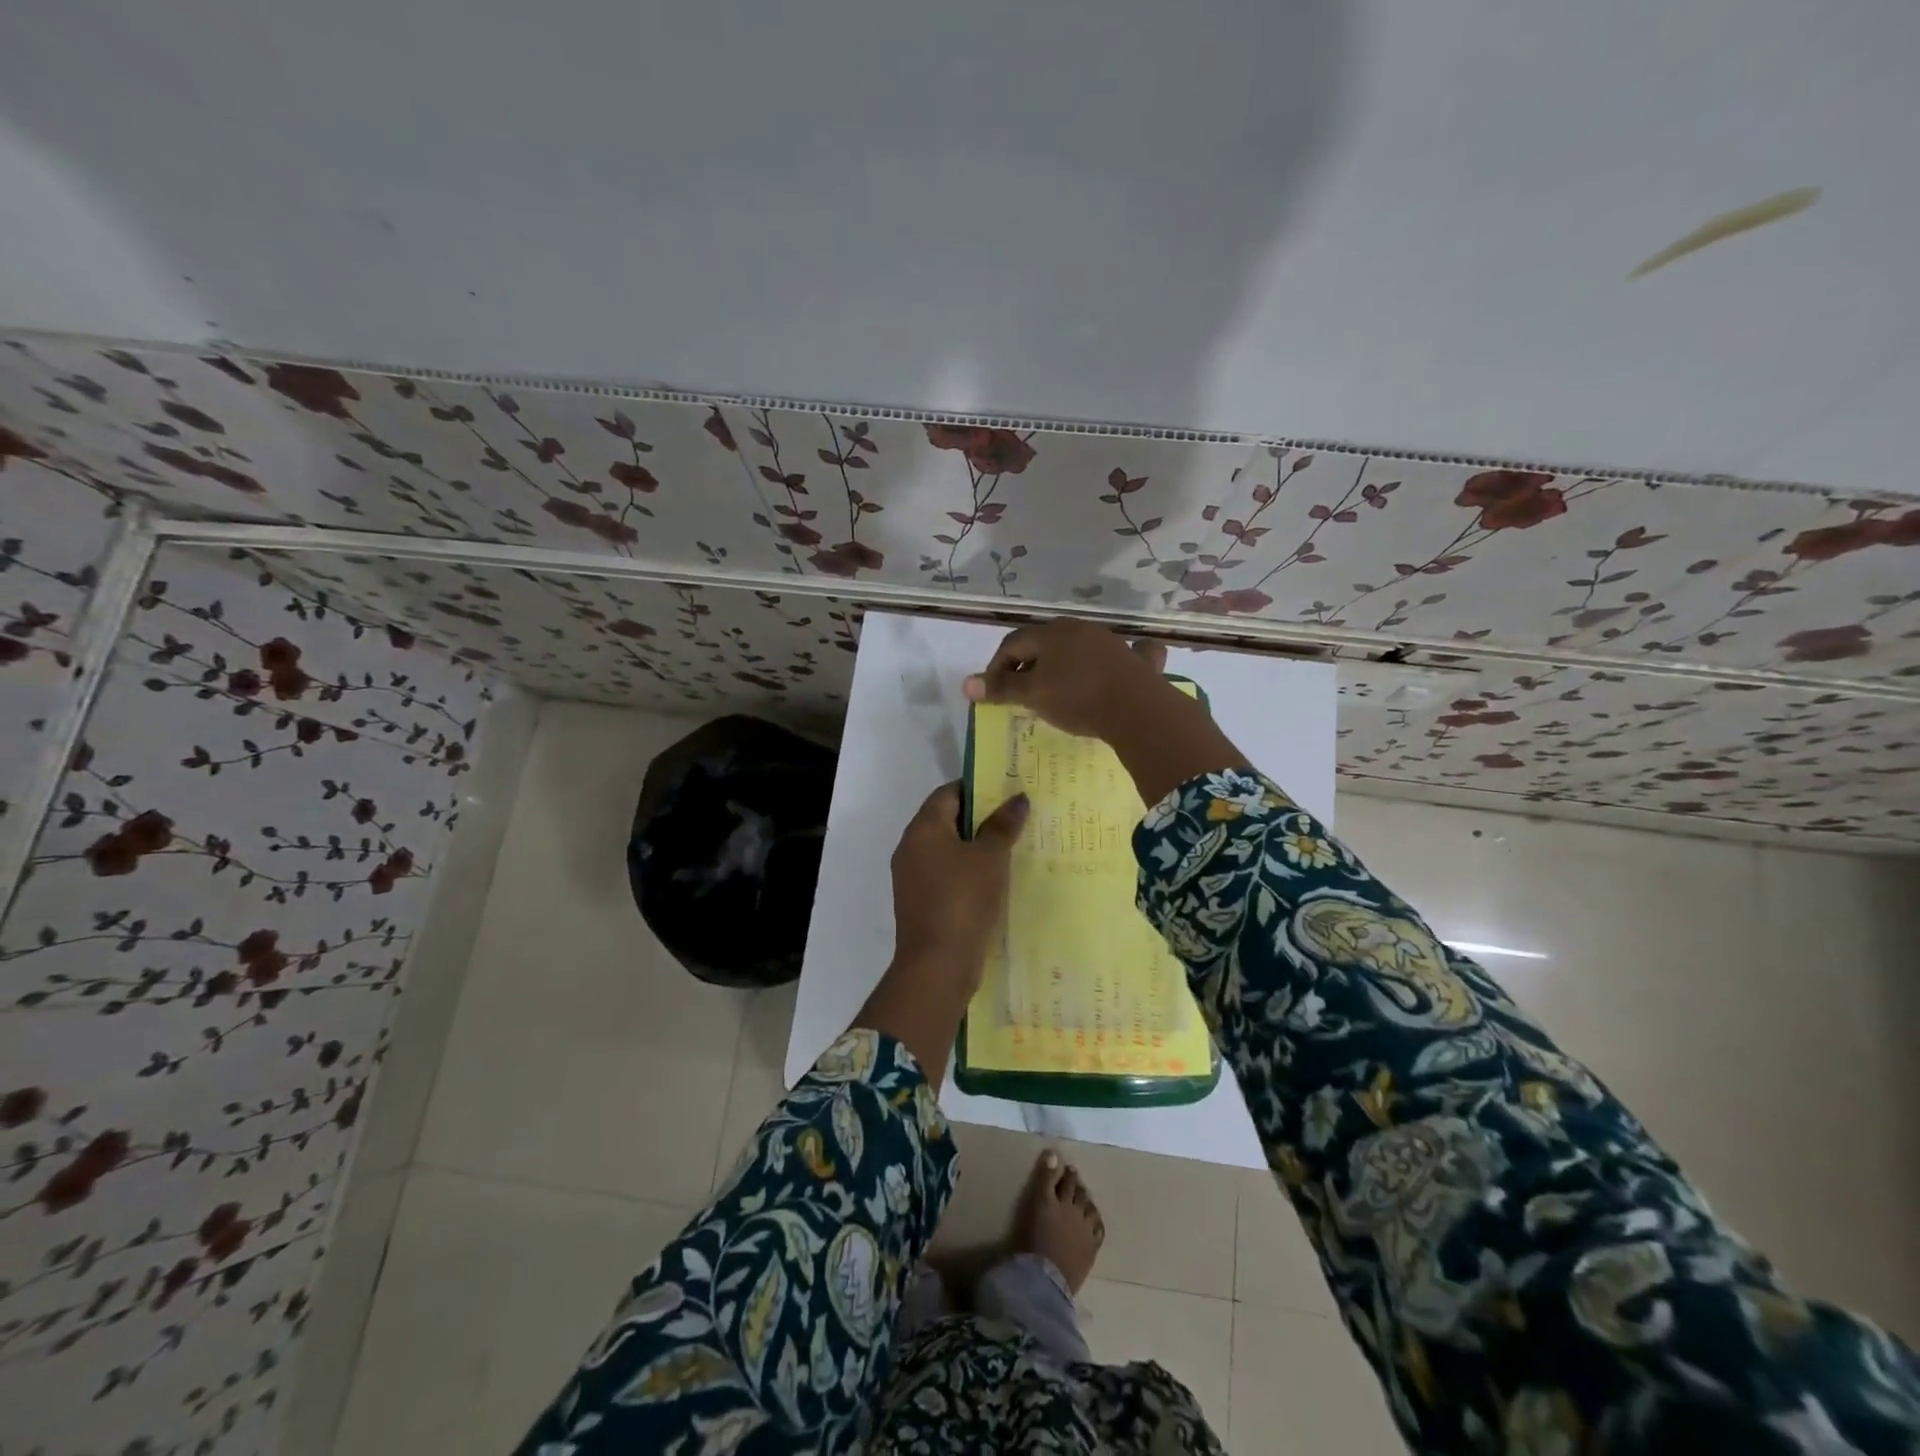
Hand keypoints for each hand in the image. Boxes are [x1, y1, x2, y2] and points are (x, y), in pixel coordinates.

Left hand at [854, 782, 1028, 1085]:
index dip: (977, 788)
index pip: (948, 793)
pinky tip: (995, 880)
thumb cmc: (964, 900)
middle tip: (1016, 817)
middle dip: (980, 817)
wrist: (937, 966)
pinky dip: (967, 872)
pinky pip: (945, 875)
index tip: (1007, 790)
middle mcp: (910, 847)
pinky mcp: (920, 903)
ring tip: (1012, 847)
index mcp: (922, 828)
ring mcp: (912, 877)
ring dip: (975, 847)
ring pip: (947, 849)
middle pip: (946, 820)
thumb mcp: (991, 858)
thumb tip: (1017, 798)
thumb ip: (1003, 825)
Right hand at [965, 619, 1252, 808]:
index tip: (993, 692)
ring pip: (1076, 648)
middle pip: (1043, 643)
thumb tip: (967, 684)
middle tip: (1020, 691)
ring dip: (1061, 666)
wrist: (1137, 709)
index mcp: (1050, 633)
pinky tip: (1110, 670)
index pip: (1012, 643)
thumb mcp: (1033, 695)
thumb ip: (1001, 688)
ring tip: (1054, 691)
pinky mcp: (1134, 660)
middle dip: (1027, 664)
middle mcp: (1079, 629)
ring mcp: (1109, 642)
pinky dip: (1107, 663)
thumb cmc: (1077, 699)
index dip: (996, 667)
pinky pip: (1117, 656)